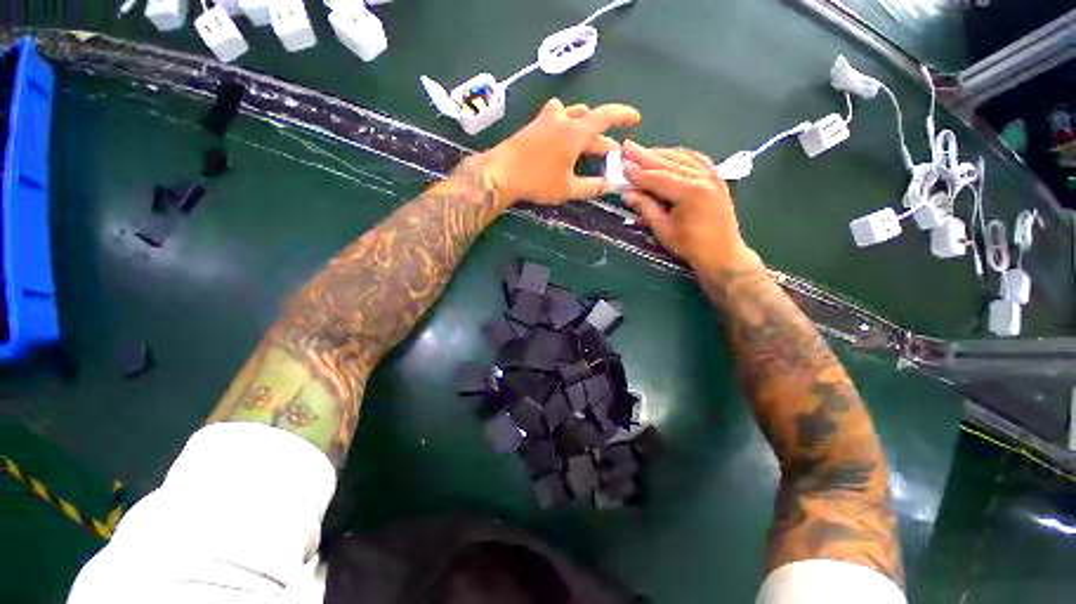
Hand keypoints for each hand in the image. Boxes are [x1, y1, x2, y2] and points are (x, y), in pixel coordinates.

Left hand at [483, 99, 641, 204]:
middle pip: (589, 120)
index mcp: (575, 132)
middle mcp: (562, 119)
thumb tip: (610, 186)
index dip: (623, 115)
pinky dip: (567, 127)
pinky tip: (562, 143)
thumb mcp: (568, 188)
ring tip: (587, 143)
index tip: (636, 119)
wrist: (502, 172)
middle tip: (611, 153)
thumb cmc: (538, 180)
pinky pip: (556, 119)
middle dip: (602, 136)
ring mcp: (546, 120)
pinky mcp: (534, 125)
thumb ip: (592, 187)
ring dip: (584, 127)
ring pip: (572, 115)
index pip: (605, 116)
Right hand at [621, 141, 757, 271]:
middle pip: (669, 162)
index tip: (621, 165)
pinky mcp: (717, 177)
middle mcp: (703, 177)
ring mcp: (713, 175)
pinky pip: (696, 159)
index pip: (657, 177)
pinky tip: (668, 155)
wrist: (722, 253)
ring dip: (661, 153)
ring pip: (682, 157)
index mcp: (690, 192)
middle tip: (627, 147)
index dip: (637, 172)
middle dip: (645, 156)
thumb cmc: (690, 246)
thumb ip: (646, 208)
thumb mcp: (663, 230)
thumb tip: (628, 194)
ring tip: (642, 152)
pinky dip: (679, 155)